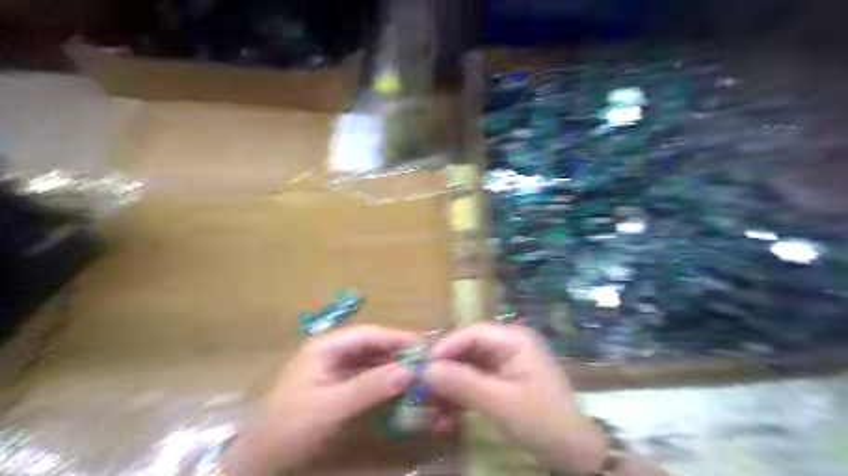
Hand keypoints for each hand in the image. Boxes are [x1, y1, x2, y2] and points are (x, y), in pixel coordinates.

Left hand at [220, 326, 415, 474]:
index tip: (425, 347)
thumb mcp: (332, 407)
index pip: (369, 334)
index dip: (397, 338)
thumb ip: (370, 387)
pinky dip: (383, 380)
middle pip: (371, 345)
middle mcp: (331, 351)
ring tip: (417, 374)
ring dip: (392, 366)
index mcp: (325, 346)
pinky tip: (398, 387)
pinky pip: (365, 376)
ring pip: (370, 360)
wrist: (260, 460)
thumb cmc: (290, 427)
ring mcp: (333, 369)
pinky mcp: (336, 386)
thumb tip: (409, 371)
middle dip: (397, 352)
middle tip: (426, 363)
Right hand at [425, 322, 608, 474]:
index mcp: (515, 339)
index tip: (422, 364)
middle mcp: (508, 345)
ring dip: (449, 387)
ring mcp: (504, 363)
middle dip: (445, 370)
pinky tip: (447, 418)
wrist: (572, 452)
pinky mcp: (500, 381)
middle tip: (421, 388)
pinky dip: (459, 398)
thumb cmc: (542, 421)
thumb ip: (464, 383)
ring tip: (432, 409)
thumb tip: (426, 369)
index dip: (446, 346)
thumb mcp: (501, 403)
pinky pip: (473, 382)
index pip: (473, 332)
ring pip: (466, 367)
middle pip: (467, 349)